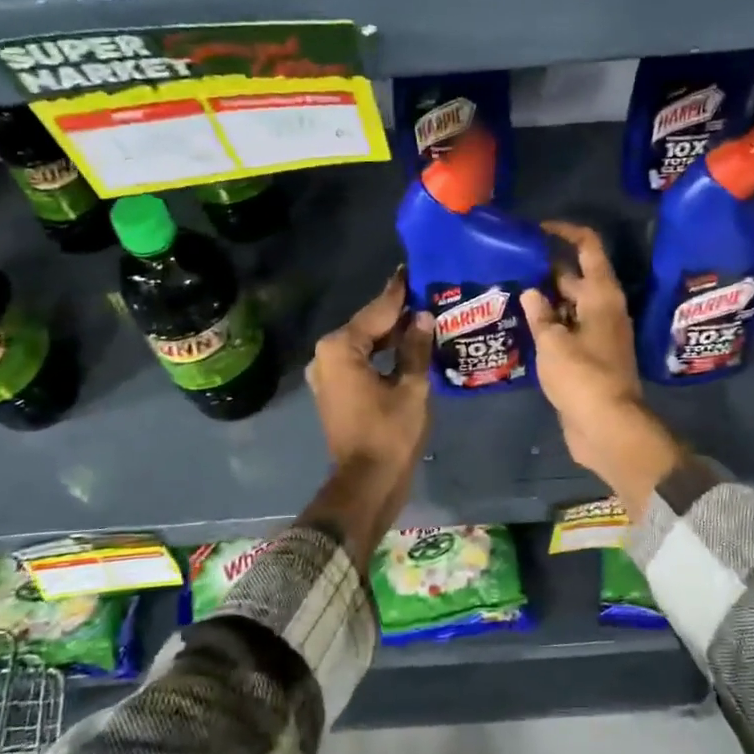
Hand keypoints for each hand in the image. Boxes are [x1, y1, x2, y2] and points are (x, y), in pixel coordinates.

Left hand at [303, 270, 433, 548]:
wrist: (367, 482)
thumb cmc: (390, 433)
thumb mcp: (411, 387)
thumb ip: (415, 348)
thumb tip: (422, 318)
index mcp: (340, 348)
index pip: (376, 311)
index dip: (399, 293)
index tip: (413, 271)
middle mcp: (326, 355)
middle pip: (367, 326)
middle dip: (396, 313)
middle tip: (427, 294)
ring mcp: (327, 375)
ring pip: (364, 344)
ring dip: (390, 334)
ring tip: (423, 317)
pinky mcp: (335, 391)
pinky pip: (360, 361)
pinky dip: (381, 354)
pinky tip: (407, 348)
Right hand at [522, 223, 681, 515]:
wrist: (606, 427)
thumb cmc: (582, 376)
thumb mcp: (553, 342)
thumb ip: (540, 315)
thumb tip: (532, 293)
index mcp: (602, 296)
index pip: (588, 249)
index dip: (566, 232)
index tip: (538, 229)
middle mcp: (603, 311)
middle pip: (576, 278)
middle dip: (547, 269)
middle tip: (512, 265)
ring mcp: (598, 336)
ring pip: (570, 307)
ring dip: (545, 300)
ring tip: (510, 292)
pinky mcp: (589, 359)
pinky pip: (567, 332)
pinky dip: (549, 326)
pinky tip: (522, 327)